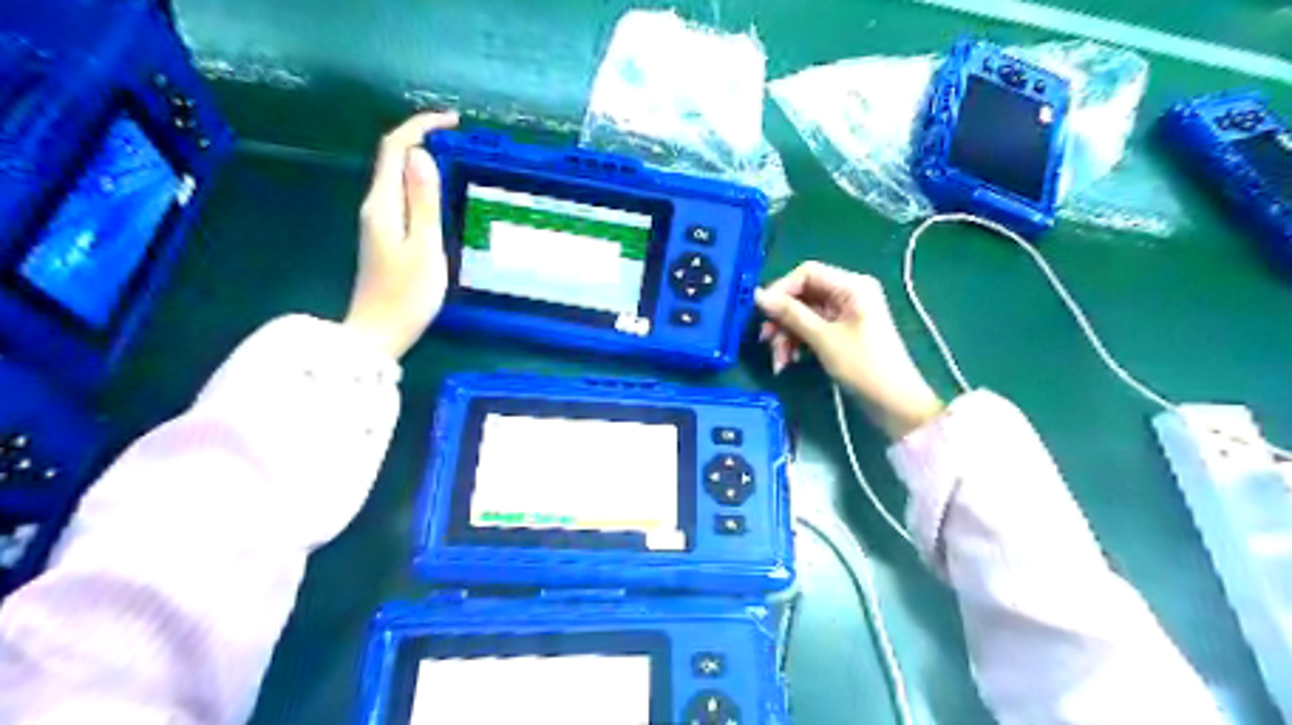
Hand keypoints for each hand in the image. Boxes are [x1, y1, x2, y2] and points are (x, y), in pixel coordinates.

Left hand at [345, 110, 460, 355]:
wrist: (379, 333)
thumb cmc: (407, 296)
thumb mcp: (424, 248)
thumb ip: (423, 201)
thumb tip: (421, 155)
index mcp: (383, 204)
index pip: (395, 149)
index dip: (420, 127)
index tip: (453, 122)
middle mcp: (375, 206)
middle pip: (392, 158)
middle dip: (422, 137)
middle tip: (459, 137)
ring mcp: (378, 222)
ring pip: (396, 176)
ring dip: (421, 159)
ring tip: (454, 157)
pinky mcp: (384, 236)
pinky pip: (401, 195)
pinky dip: (419, 182)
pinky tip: (439, 192)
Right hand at [752, 263, 945, 439]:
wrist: (895, 404)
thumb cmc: (864, 366)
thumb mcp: (823, 339)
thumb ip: (790, 314)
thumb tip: (758, 295)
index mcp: (852, 286)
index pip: (807, 273)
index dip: (781, 290)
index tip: (762, 313)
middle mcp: (848, 293)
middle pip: (802, 296)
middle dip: (782, 320)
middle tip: (766, 342)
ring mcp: (844, 314)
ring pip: (803, 315)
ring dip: (786, 337)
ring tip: (779, 362)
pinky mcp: (840, 333)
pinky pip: (811, 330)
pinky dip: (797, 344)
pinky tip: (790, 362)